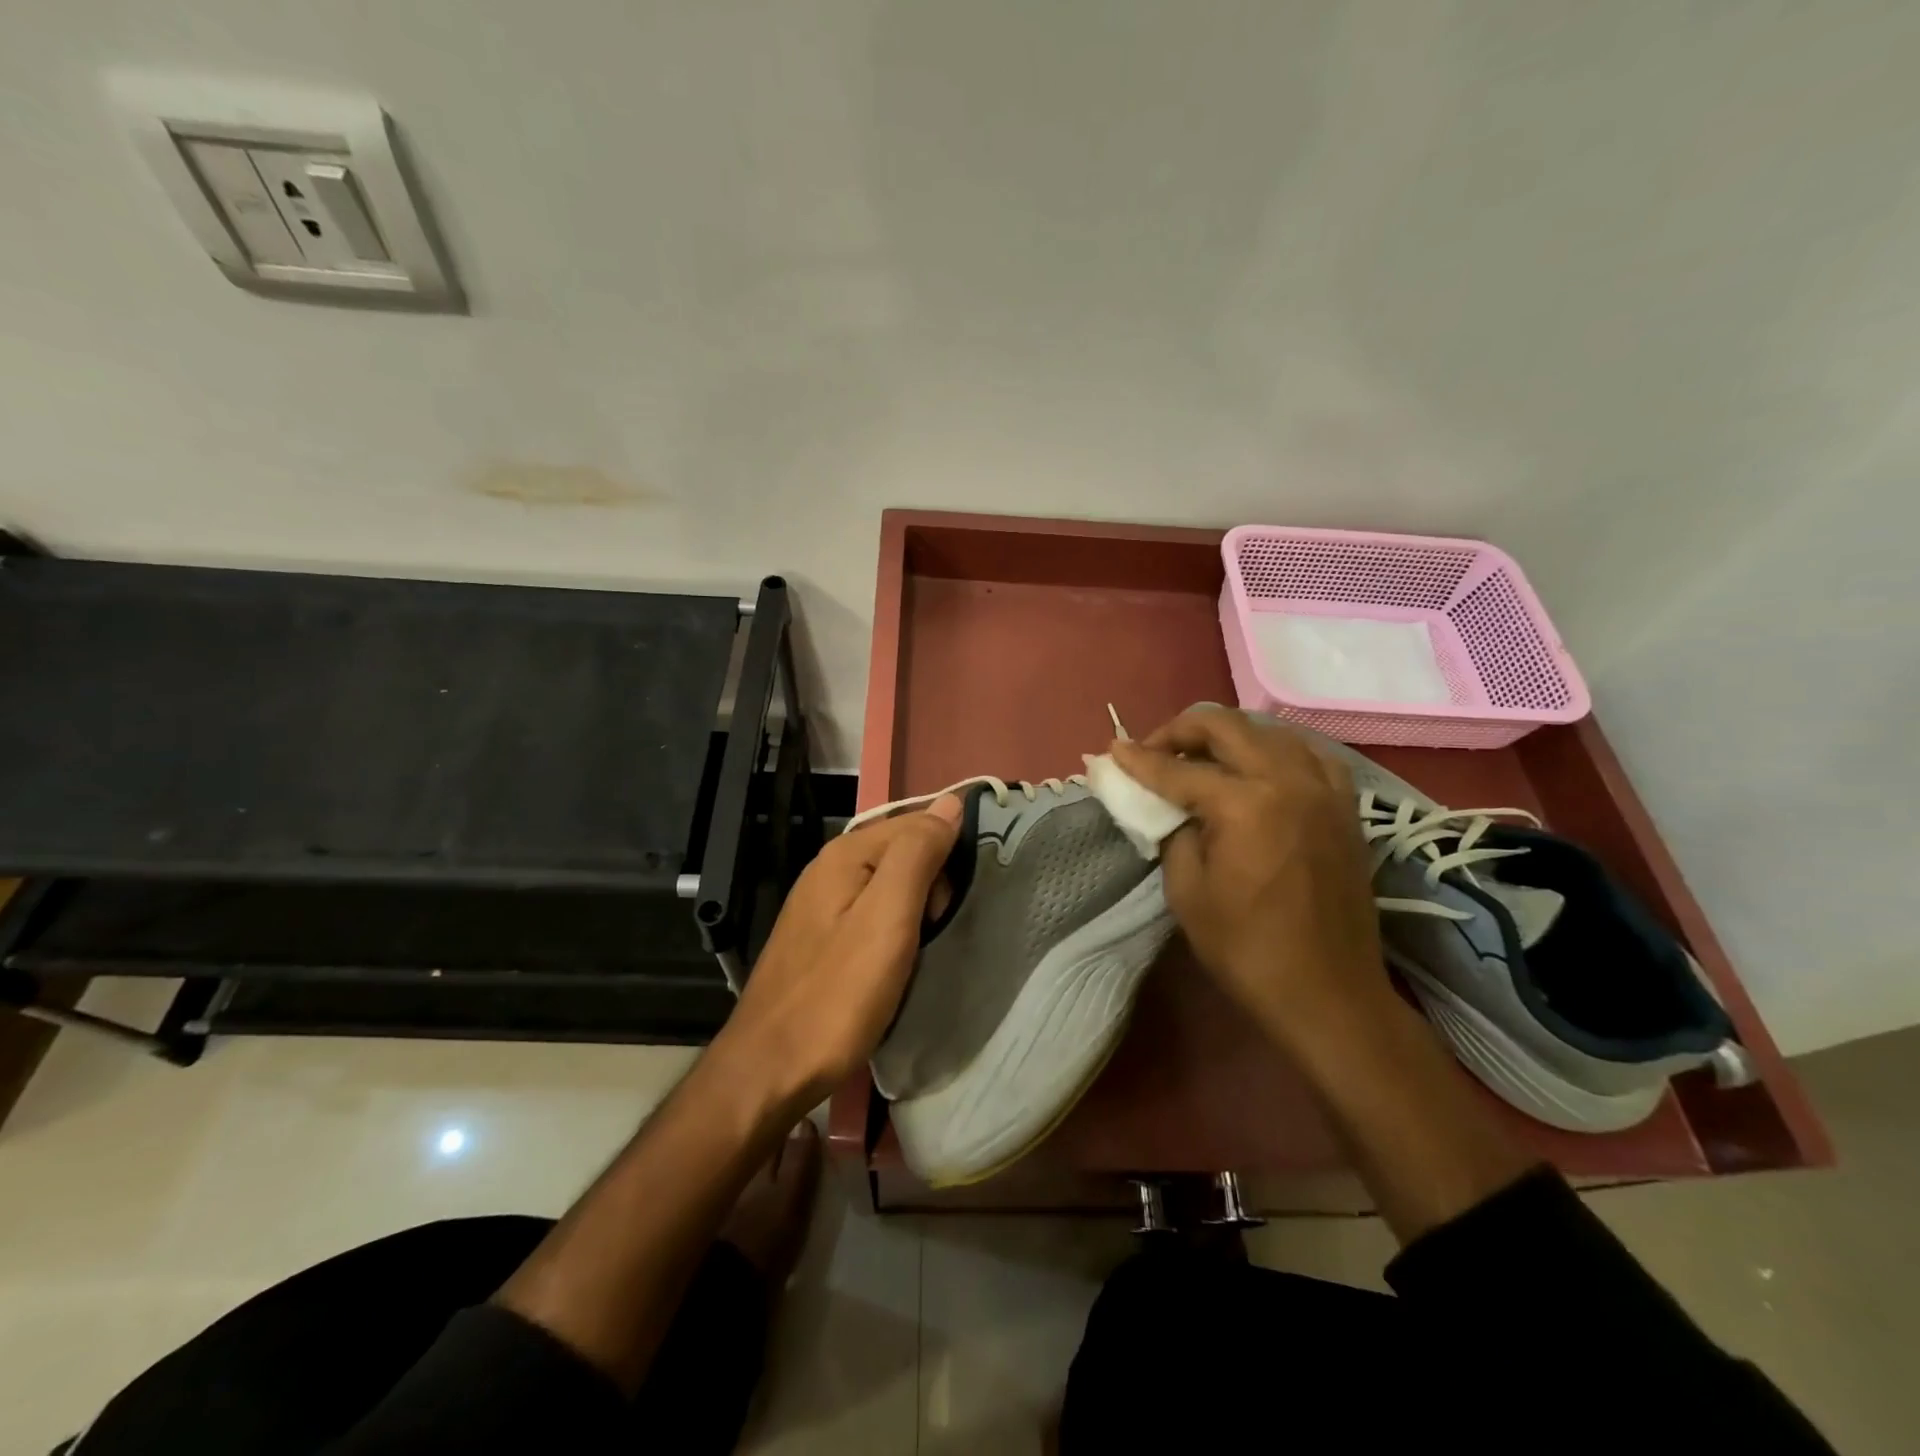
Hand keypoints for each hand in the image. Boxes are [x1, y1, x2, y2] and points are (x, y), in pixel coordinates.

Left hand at [720, 796, 962, 1106]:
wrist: (770, 1069)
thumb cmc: (837, 994)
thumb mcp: (888, 918)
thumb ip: (917, 854)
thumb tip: (950, 803)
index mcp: (845, 854)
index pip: (916, 822)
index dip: (946, 856)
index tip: (955, 904)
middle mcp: (830, 868)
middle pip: (902, 850)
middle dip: (933, 884)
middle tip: (935, 932)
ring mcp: (822, 904)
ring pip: (890, 884)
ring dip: (917, 908)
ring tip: (922, 950)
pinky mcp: (822, 937)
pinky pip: (873, 911)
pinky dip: (896, 928)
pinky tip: (899, 960)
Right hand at [1110, 708, 1389, 1047]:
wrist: (1327, 993)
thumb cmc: (1247, 949)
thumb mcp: (1187, 892)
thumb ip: (1173, 833)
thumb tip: (1166, 805)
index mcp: (1245, 804)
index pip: (1178, 769)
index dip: (1139, 759)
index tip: (1113, 751)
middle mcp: (1287, 781)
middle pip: (1227, 727)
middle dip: (1181, 730)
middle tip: (1154, 749)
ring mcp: (1323, 790)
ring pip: (1269, 731)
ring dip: (1227, 736)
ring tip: (1201, 757)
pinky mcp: (1344, 807)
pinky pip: (1308, 755)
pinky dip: (1275, 751)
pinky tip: (1259, 768)